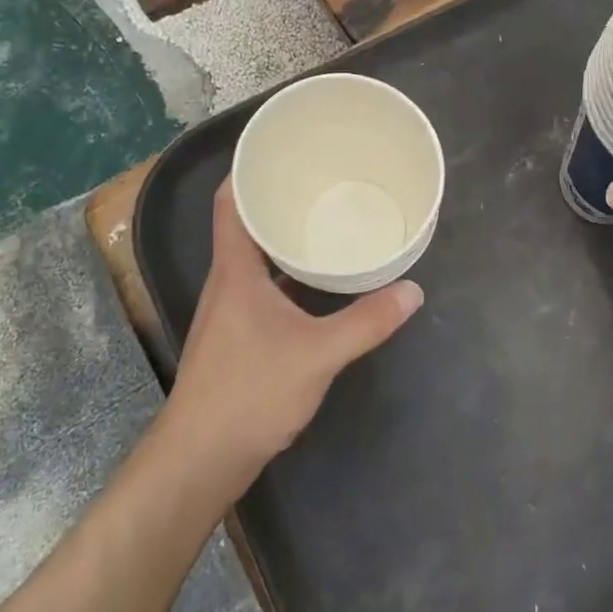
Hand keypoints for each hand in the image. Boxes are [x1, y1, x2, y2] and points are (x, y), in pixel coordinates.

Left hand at [164, 180, 422, 482]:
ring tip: (322, 222)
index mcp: (235, 270)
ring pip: (253, 259)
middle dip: (277, 200)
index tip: (279, 150)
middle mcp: (226, 282)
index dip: (247, 171)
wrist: (200, 461)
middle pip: (244, 225)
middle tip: (318, 180)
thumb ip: (367, 322)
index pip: (229, 203)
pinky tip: (314, 283)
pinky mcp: (235, 337)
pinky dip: (284, 274)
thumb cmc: (250, 393)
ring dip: (281, 239)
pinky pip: (260, 286)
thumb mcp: (318, 354)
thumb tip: (412, 291)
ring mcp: (228, 312)